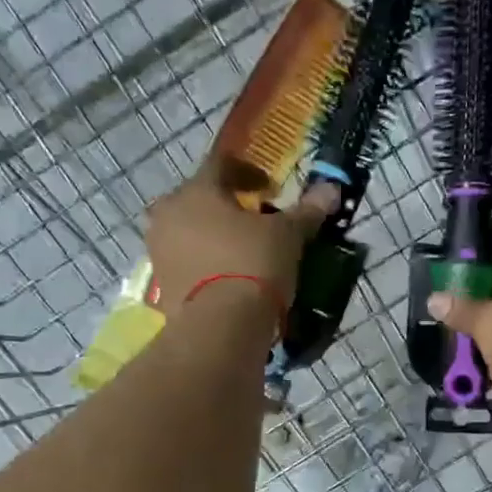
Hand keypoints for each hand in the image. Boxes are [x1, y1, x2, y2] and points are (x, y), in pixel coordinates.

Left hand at [146, 156, 338, 317]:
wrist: (220, 327)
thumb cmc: (253, 265)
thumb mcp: (287, 236)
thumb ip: (306, 211)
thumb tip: (331, 189)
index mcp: (197, 189)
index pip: (221, 164)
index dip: (249, 172)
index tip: (271, 188)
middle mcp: (169, 213)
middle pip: (201, 200)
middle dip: (229, 208)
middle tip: (256, 222)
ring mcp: (160, 251)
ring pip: (190, 233)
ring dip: (214, 237)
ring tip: (244, 253)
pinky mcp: (160, 285)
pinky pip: (187, 265)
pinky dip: (206, 265)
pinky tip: (229, 278)